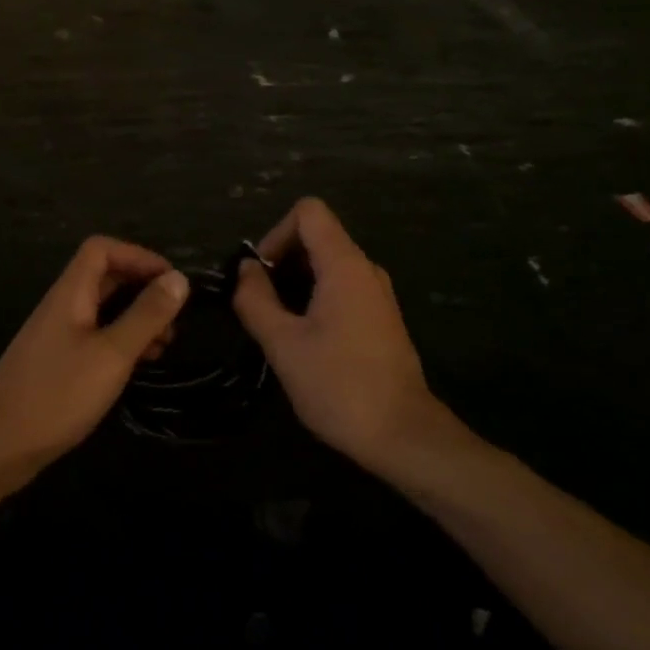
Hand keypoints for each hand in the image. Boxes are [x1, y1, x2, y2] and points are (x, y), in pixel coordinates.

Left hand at [0, 236, 187, 494]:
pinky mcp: (57, 362)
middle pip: (104, 276)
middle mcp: (62, 306)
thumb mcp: (111, 355)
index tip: (171, 281)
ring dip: (136, 317)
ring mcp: (57, 335)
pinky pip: (95, 335)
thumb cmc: (57, 395)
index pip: (102, 249)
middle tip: (174, 317)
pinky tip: (138, 365)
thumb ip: (145, 315)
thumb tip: (178, 278)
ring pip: (102, 308)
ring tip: (165, 344)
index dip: (138, 255)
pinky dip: (121, 341)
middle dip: (143, 288)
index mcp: (70, 293)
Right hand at [233, 198, 479, 480]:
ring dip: (297, 281)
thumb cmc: (338, 385)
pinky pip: (343, 287)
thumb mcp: (283, 344)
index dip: (277, 233)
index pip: (309, 212)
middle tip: (260, 301)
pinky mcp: (382, 318)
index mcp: (345, 265)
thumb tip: (245, 269)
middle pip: (318, 235)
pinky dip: (317, 296)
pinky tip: (305, 337)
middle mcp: (366, 269)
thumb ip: (256, 299)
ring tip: (278, 322)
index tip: (261, 273)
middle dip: (282, 259)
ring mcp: (378, 294)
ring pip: (329, 263)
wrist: (403, 436)